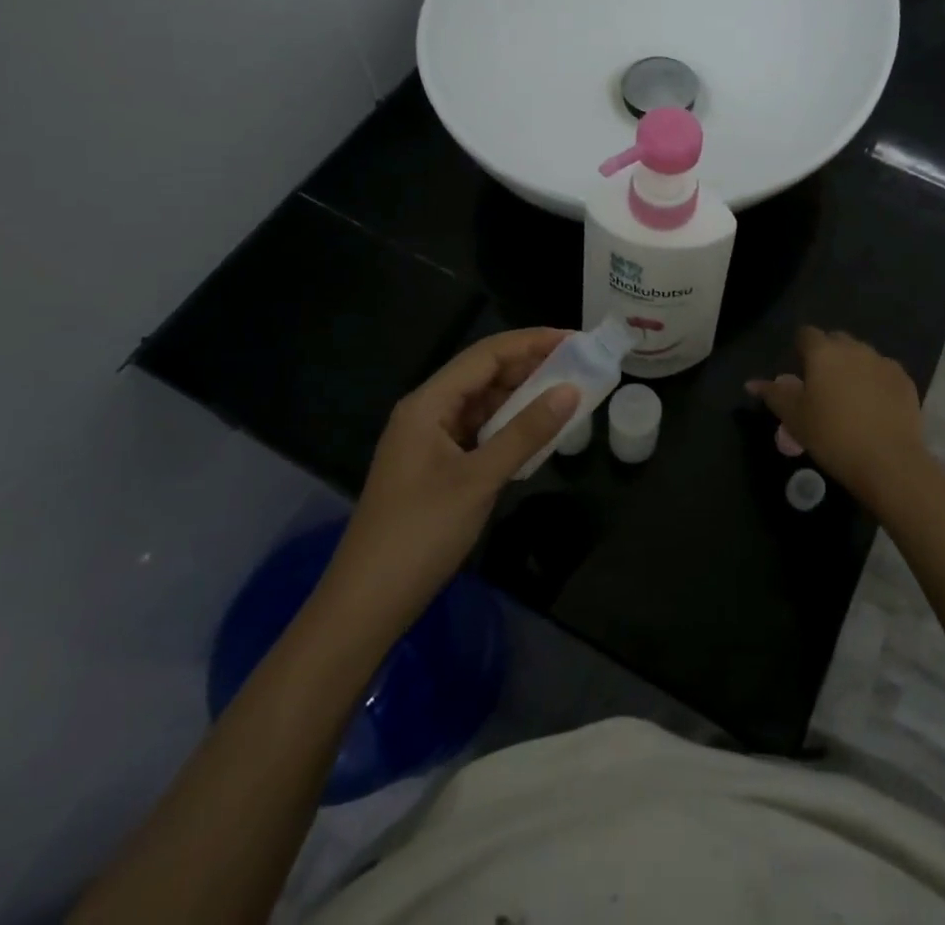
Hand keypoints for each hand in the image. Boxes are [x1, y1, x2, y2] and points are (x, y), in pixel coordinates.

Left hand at [321, 329, 578, 642]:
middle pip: (483, 375)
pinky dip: (508, 426)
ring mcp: (429, 441)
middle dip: (529, 366)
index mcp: (428, 404)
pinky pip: (478, 432)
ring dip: (521, 397)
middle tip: (578, 366)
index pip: (485, 355)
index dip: (531, 342)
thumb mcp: (479, 480)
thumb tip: (571, 390)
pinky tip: (536, 432)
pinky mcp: (435, 467)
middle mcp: (426, 412)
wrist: (366, 605)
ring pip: (482, 404)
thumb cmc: (420, 534)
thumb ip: (526, 432)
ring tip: (566, 393)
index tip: (574, 340)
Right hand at [748, 326, 930, 515]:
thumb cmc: (832, 436)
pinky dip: (876, 381)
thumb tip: (751, 382)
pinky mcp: (905, 380)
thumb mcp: (794, 418)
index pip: (806, 334)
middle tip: (822, 386)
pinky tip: (874, 406)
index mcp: (823, 352)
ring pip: (862, 355)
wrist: (888, 461)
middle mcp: (854, 348)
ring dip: (853, 367)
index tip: (799, 371)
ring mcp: (883, 362)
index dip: (800, 348)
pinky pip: (884, 371)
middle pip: (836, 340)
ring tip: (850, 397)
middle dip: (827, 355)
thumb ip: (773, 394)